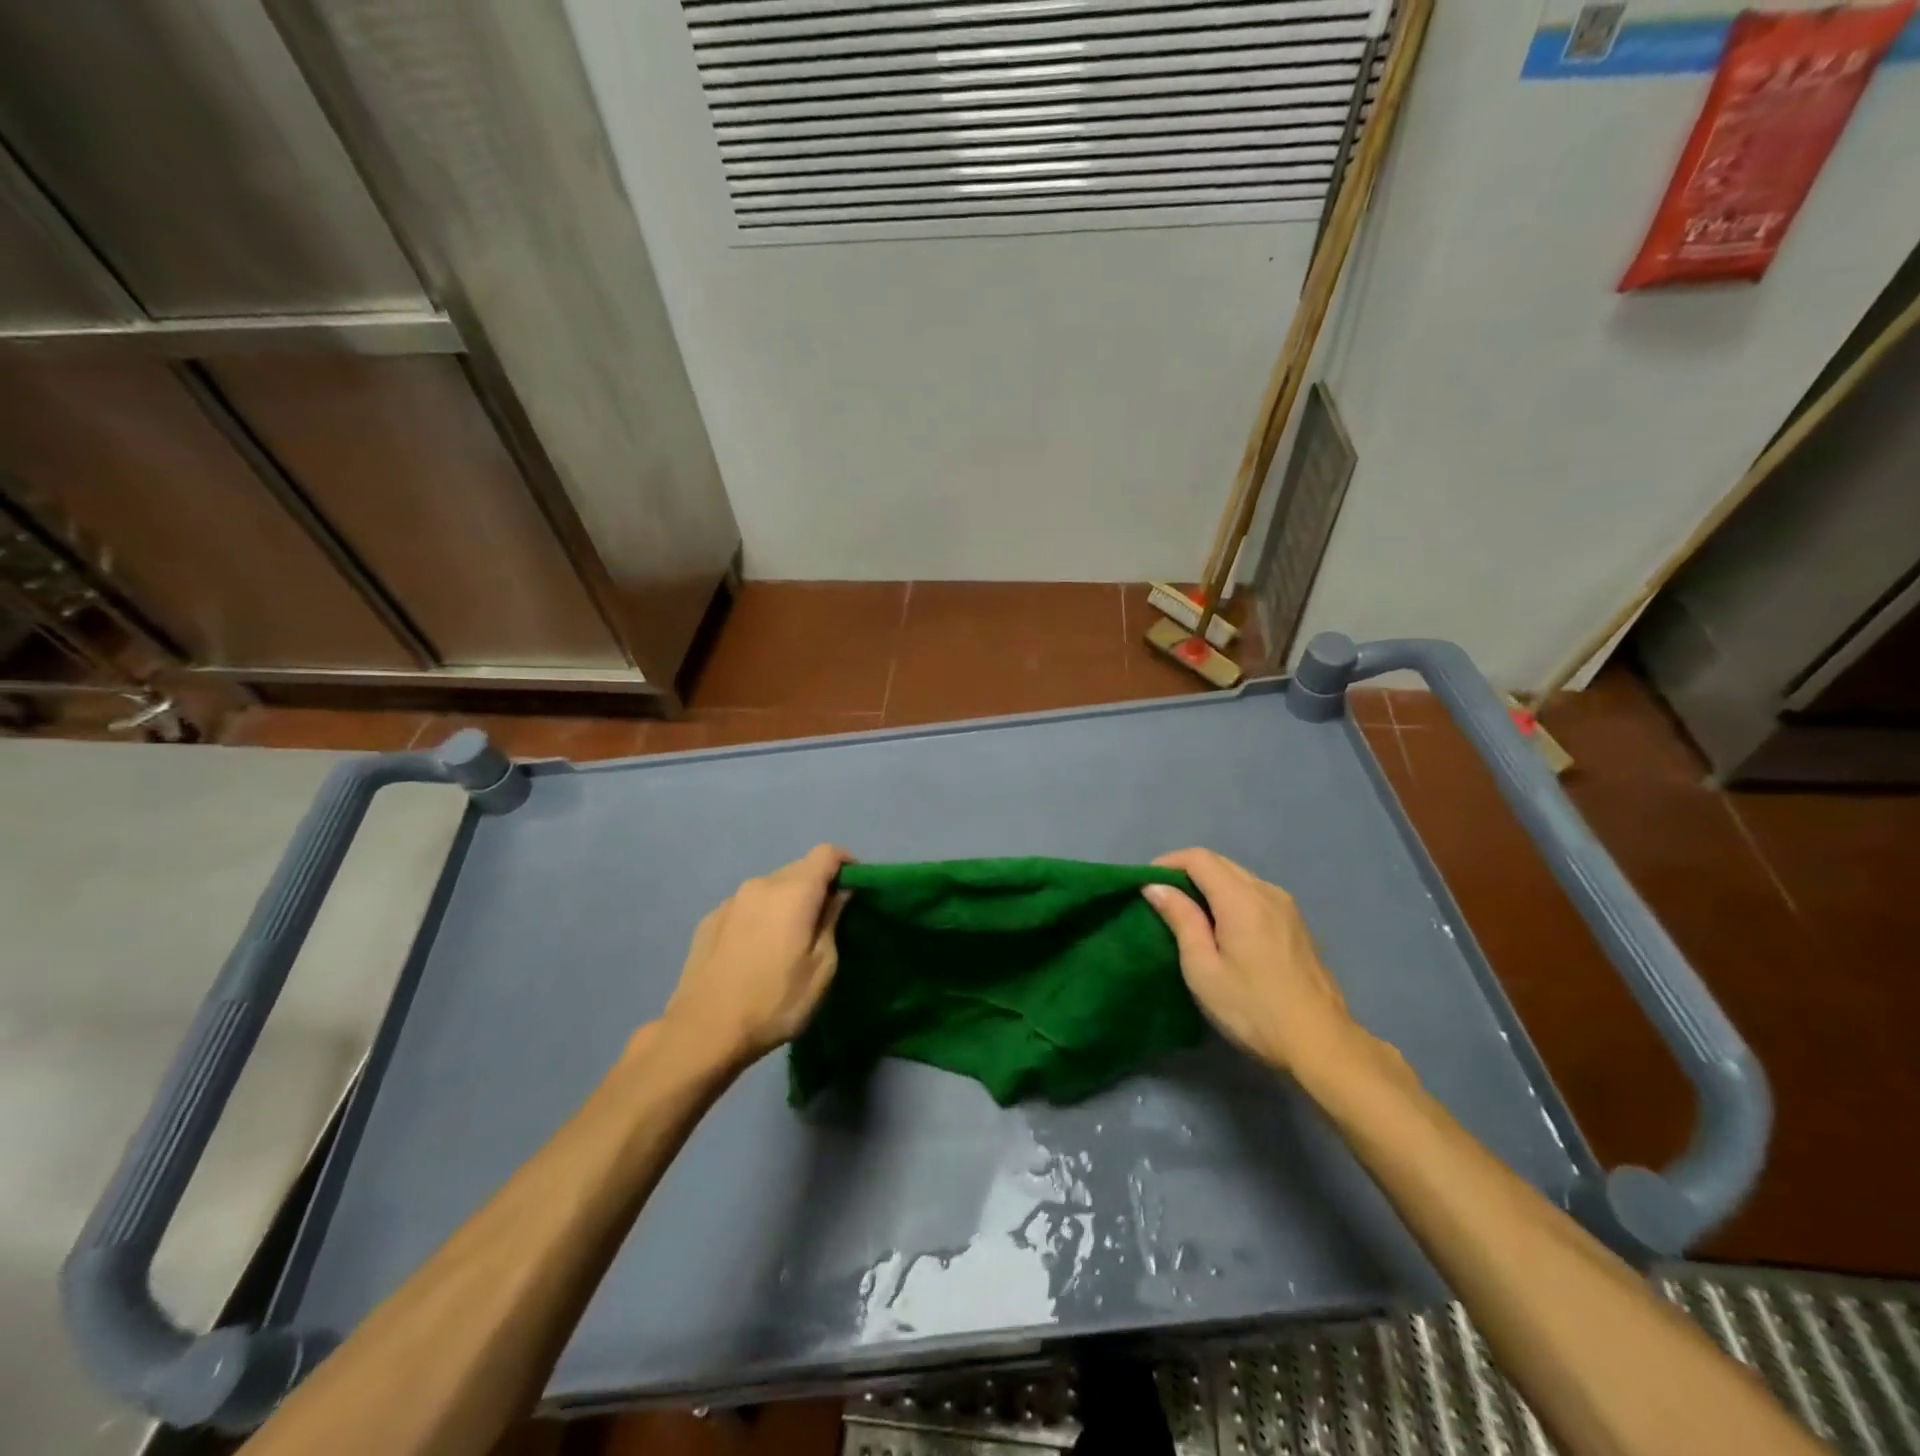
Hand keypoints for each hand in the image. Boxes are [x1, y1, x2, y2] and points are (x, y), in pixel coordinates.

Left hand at [660, 845, 851, 1066]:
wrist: (703, 1032)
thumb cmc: (775, 1002)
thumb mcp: (821, 968)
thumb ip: (833, 921)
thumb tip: (840, 894)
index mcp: (794, 891)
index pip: (827, 853)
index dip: (846, 863)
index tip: (856, 887)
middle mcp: (761, 884)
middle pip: (799, 869)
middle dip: (818, 886)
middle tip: (827, 921)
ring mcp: (731, 901)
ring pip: (771, 888)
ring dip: (788, 902)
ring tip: (790, 939)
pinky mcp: (710, 919)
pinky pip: (747, 906)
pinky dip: (761, 916)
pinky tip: (757, 951)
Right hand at [1142, 849, 1361, 1076]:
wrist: (1320, 1043)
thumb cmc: (1252, 1008)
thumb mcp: (1203, 969)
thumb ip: (1181, 920)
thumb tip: (1157, 886)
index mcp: (1241, 899)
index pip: (1199, 858)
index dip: (1168, 862)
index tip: (1146, 884)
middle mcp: (1267, 892)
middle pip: (1221, 863)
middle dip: (1187, 872)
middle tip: (1162, 899)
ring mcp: (1287, 907)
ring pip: (1240, 878)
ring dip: (1210, 885)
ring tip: (1189, 914)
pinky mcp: (1296, 925)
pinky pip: (1256, 895)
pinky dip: (1231, 898)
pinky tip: (1223, 928)